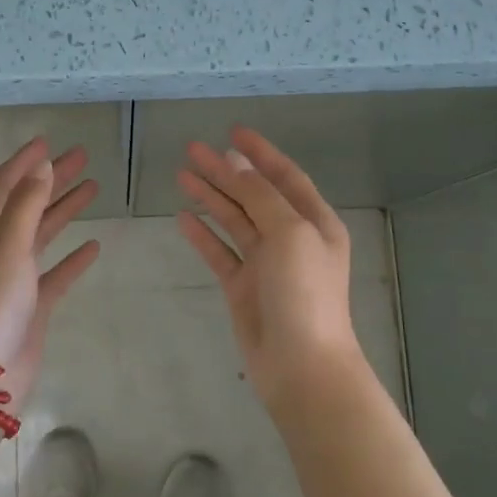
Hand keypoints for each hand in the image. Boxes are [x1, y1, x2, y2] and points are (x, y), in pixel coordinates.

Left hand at [0, 137, 101, 405]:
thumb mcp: (5, 247)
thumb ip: (26, 204)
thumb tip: (42, 166)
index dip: (24, 163)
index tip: (48, 140)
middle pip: (23, 204)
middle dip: (51, 181)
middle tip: (82, 157)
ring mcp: (7, 278)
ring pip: (39, 235)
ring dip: (63, 211)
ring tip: (94, 188)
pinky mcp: (27, 304)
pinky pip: (52, 273)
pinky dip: (71, 259)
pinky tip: (94, 246)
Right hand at [176, 125, 365, 408]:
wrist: (301, 365)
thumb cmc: (304, 292)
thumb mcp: (290, 233)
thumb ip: (261, 196)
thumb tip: (237, 164)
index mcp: (314, 222)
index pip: (285, 176)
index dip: (260, 153)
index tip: (233, 131)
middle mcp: (291, 238)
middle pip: (253, 195)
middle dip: (225, 171)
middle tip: (192, 149)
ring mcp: (266, 263)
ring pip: (234, 221)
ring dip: (210, 197)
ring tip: (181, 174)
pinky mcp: (243, 287)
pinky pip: (220, 252)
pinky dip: (203, 235)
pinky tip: (183, 218)